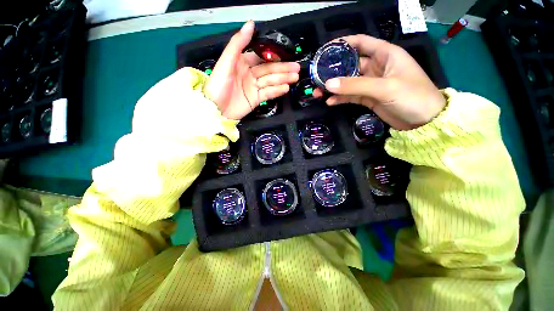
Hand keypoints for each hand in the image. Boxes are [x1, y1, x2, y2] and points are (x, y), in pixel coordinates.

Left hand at [204, 21, 299, 119]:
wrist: (216, 109)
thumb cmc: (218, 84)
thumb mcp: (226, 61)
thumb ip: (238, 43)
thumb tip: (251, 23)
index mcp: (243, 63)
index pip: (262, 58)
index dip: (274, 56)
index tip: (287, 55)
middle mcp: (250, 74)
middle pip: (269, 70)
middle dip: (283, 69)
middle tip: (297, 68)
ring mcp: (254, 87)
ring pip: (271, 81)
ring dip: (283, 79)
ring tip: (295, 77)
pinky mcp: (256, 99)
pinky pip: (268, 94)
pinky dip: (277, 91)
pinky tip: (286, 88)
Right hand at [313, 35, 445, 129]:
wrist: (424, 121)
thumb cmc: (412, 96)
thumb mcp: (384, 88)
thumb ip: (355, 86)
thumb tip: (328, 84)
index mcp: (385, 54)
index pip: (361, 43)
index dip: (343, 44)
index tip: (325, 51)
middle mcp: (376, 67)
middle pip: (350, 65)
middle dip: (333, 71)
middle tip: (317, 78)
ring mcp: (371, 84)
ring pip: (348, 82)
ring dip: (334, 87)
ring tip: (318, 93)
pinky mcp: (368, 98)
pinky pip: (351, 96)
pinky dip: (340, 98)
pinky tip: (330, 102)